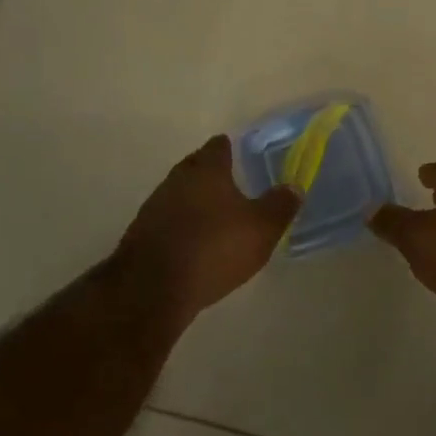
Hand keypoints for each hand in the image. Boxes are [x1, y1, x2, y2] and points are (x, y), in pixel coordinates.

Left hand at [118, 135, 301, 325]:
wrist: (152, 289)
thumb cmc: (214, 248)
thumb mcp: (261, 229)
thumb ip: (280, 205)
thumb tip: (293, 187)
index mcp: (207, 169)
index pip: (218, 147)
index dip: (230, 148)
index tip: (240, 154)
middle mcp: (177, 179)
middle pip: (196, 167)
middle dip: (212, 174)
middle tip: (232, 184)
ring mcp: (154, 207)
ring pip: (179, 194)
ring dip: (195, 202)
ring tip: (215, 216)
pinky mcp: (141, 235)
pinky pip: (168, 221)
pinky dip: (181, 226)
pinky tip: (193, 243)